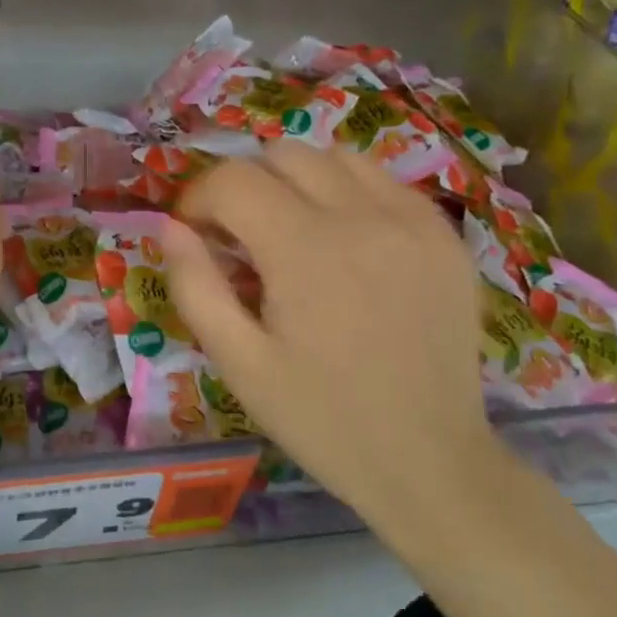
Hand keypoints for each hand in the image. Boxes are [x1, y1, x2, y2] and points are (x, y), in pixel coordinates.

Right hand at [162, 144, 496, 523]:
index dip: (199, 199)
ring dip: (298, 179)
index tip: (196, 234)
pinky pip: (384, 180)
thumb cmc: (322, 418)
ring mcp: (413, 220)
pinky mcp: (445, 235)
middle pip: (282, 154)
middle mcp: (362, 216)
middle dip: (246, 185)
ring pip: (335, 155)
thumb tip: (171, 227)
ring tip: (293, 230)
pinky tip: (346, 239)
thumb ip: (195, 286)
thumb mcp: (239, 363)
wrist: (430, 462)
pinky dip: (350, 191)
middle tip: (240, 237)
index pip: (232, 180)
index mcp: (304, 250)